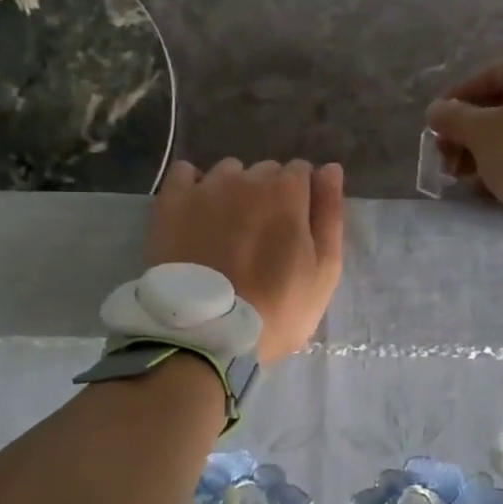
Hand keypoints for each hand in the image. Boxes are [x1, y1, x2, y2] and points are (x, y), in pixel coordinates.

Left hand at [146, 159, 344, 363]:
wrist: (208, 334)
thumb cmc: (277, 308)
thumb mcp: (324, 271)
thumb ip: (329, 215)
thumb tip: (330, 169)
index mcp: (287, 191)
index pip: (301, 172)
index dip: (301, 199)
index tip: (294, 229)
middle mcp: (247, 178)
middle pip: (265, 172)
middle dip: (268, 195)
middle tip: (262, 237)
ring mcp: (206, 188)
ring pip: (227, 173)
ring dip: (233, 191)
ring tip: (226, 230)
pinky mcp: (171, 202)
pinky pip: (184, 174)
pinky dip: (193, 187)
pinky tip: (196, 213)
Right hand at [425, 45, 502, 234]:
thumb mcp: (480, 133)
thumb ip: (453, 117)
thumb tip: (436, 110)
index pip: (488, 77)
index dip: (455, 102)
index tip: (435, 125)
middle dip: (471, 134)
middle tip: (447, 158)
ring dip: (488, 150)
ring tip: (464, 176)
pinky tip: (492, 184)